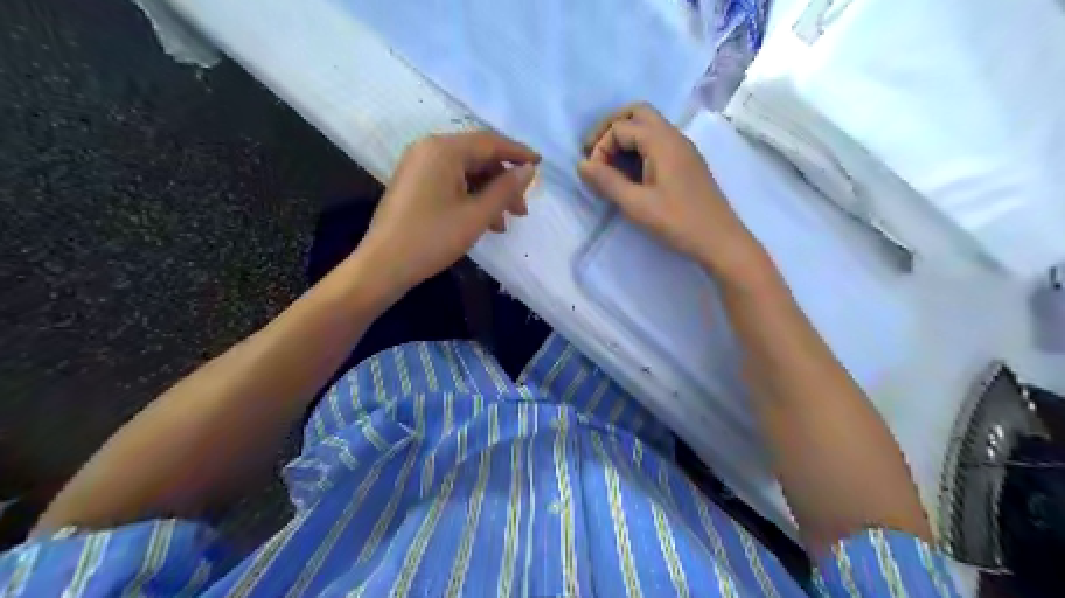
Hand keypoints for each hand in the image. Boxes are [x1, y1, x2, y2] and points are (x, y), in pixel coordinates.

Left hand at [359, 130, 541, 291]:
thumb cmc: (433, 238)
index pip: (490, 143)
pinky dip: (470, 198)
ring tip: (504, 224)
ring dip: (489, 195)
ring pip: (465, 173)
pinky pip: (451, 183)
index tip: (541, 164)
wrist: (384, 265)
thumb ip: (506, 189)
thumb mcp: (477, 215)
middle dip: (503, 183)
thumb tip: (529, 170)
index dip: (518, 153)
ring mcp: (418, 166)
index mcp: (444, 149)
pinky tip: (483, 223)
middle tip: (522, 209)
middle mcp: (429, 149)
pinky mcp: (414, 184)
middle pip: (478, 158)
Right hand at [580, 103, 760, 278]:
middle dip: (611, 128)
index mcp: (662, 142)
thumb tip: (581, 165)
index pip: (621, 127)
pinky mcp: (686, 163)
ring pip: (649, 126)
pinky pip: (658, 142)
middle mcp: (674, 137)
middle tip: (595, 152)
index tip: (595, 175)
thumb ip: (607, 182)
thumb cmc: (677, 222)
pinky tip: (631, 174)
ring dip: (625, 138)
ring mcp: (683, 148)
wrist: (719, 240)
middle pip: (637, 113)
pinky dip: (638, 149)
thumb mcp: (636, 205)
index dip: (601, 147)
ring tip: (609, 165)